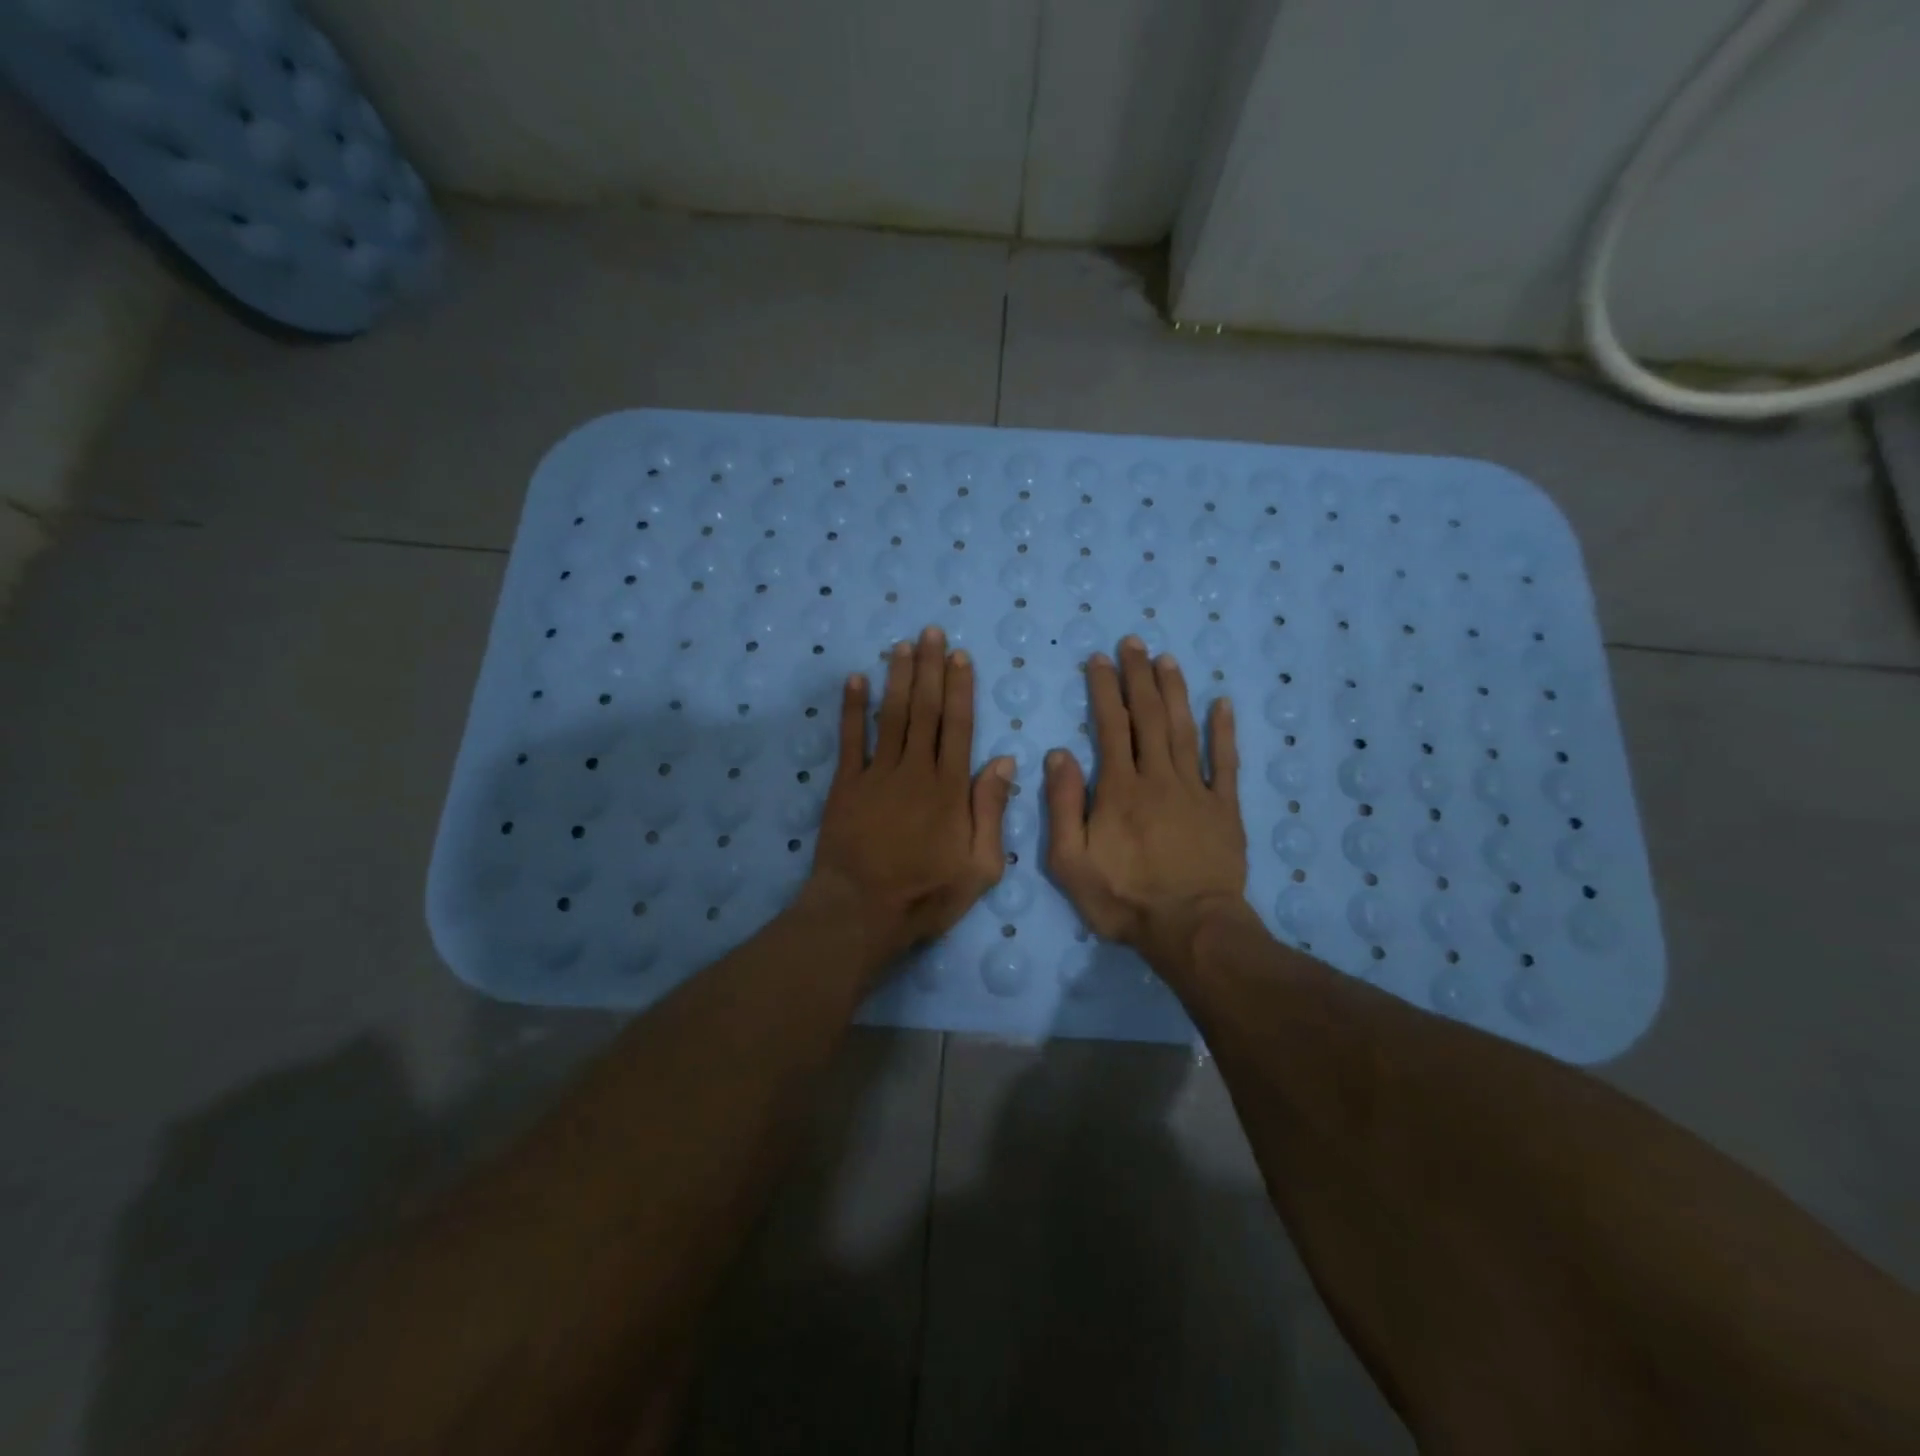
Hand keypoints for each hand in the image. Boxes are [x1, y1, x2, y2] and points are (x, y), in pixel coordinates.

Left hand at [803, 625, 1013, 978]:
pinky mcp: (846, 785)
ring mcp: (877, 774)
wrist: (862, 911)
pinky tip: (856, 679)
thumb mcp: (980, 866)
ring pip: (892, 716)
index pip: (959, 725)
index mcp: (950, 787)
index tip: (959, 656)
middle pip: (926, 710)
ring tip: (903, 645)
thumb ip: (991, 811)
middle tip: (930, 632)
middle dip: (930, 668)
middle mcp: (915, 770)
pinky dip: (853, 708)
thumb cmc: (926, 894)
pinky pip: (850, 739)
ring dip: (898, 678)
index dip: (960, 687)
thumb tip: (1003, 760)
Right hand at [1045, 637, 1250, 974]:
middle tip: (1134, 642)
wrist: (1190, 929)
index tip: (1099, 660)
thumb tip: (1058, 754)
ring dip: (1174, 691)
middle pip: (1148, 716)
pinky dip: (1224, 731)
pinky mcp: (1224, 808)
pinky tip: (1222, 703)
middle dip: (1138, 676)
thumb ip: (1062, 806)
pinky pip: (1226, 762)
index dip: (1104, 689)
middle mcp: (1158, 777)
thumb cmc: (1123, 899)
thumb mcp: (1070, 862)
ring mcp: (1196, 789)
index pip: (1110, 726)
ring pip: (1184, 729)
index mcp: (1118, 789)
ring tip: (1167, 660)